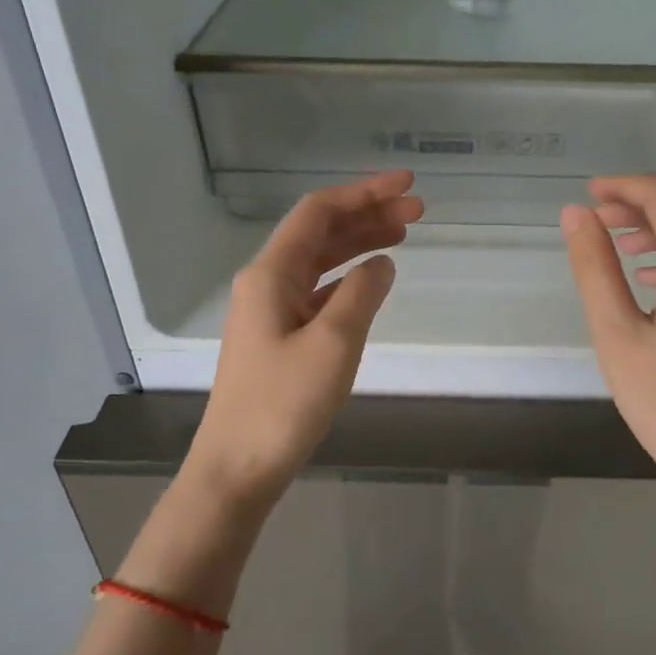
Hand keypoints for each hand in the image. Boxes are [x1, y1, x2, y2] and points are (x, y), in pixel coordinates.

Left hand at [186, 171, 423, 513]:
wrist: (237, 468)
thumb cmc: (283, 404)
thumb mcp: (333, 343)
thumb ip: (362, 294)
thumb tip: (382, 263)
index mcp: (271, 274)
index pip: (319, 213)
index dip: (364, 193)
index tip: (407, 187)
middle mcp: (266, 283)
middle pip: (320, 233)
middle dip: (368, 215)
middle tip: (418, 211)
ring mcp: (270, 311)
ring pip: (320, 262)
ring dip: (359, 244)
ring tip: (403, 235)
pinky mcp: (278, 338)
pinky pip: (317, 292)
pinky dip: (347, 279)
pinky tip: (371, 282)